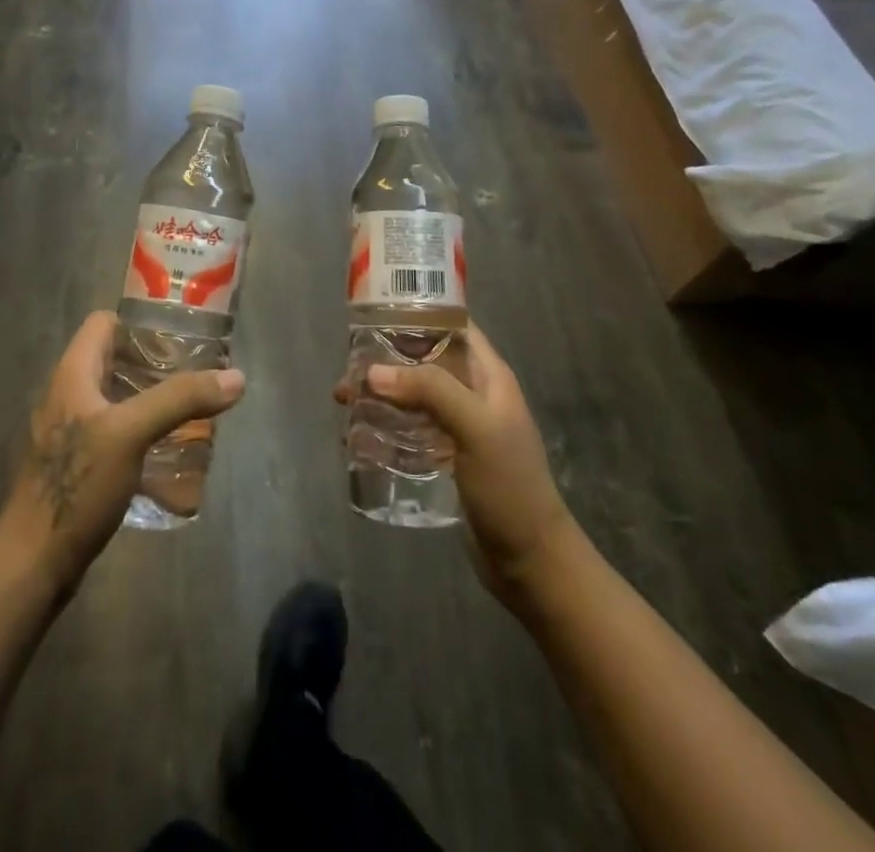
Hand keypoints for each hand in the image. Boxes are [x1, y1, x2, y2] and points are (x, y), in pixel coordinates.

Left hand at [0, 310, 245, 594]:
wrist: (34, 562)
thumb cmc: (77, 485)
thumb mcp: (131, 433)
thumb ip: (181, 399)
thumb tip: (236, 376)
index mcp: (72, 374)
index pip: (104, 323)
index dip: (140, 322)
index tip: (180, 336)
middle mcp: (68, 394)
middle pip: (114, 359)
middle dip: (155, 362)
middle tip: (197, 372)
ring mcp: (70, 432)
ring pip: (116, 397)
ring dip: (151, 398)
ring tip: (191, 407)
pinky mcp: (77, 464)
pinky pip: (114, 430)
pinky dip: (141, 430)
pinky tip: (169, 448)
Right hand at [337, 322, 577, 610]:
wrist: (530, 561)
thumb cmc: (509, 486)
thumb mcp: (475, 428)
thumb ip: (430, 392)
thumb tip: (373, 372)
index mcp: (488, 376)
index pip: (454, 326)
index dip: (419, 313)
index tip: (375, 314)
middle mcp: (473, 393)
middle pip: (425, 361)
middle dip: (387, 359)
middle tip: (348, 369)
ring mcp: (460, 426)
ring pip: (414, 395)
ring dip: (381, 394)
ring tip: (343, 401)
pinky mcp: (447, 456)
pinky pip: (411, 429)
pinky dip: (386, 425)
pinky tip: (359, 435)